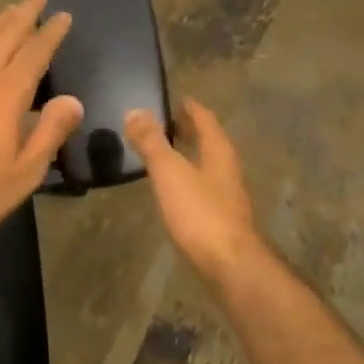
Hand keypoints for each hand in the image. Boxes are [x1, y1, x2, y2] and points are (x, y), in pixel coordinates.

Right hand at [125, 99, 260, 282]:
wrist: (229, 266)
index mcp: (219, 153)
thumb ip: (152, 143)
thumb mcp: (170, 173)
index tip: (172, 98)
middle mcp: (227, 170)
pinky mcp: (220, 220)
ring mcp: (226, 196)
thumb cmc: (200, 213)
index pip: (205, 120)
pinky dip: (186, 179)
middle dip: (189, 131)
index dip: (189, 107)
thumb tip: (135, 111)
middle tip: (163, 122)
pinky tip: (172, 189)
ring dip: (188, 155)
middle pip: (209, 142)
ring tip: (163, 152)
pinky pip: (201, 188)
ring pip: (206, 166)